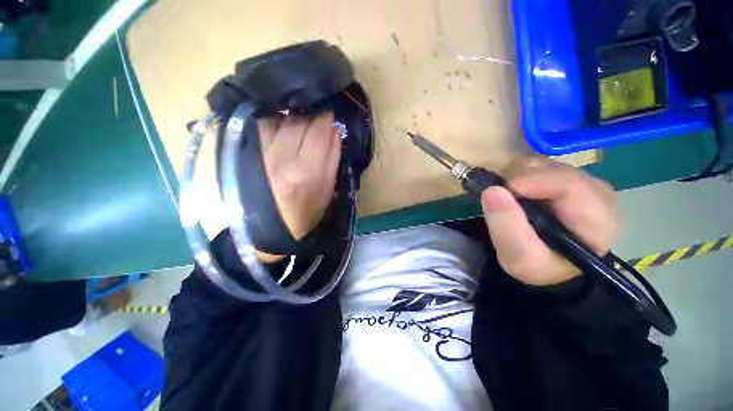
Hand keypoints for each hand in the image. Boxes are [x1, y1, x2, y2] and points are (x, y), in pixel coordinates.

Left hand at [259, 113, 341, 242]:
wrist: (273, 228)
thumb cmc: (307, 213)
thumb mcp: (327, 189)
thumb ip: (333, 157)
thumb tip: (334, 130)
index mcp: (306, 172)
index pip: (319, 131)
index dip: (327, 120)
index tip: (330, 119)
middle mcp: (281, 158)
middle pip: (299, 121)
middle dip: (312, 119)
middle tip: (317, 127)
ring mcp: (262, 155)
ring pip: (280, 119)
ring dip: (293, 120)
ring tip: (300, 129)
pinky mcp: (249, 155)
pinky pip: (262, 126)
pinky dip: (275, 122)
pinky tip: (282, 131)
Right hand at [481, 158, 619, 285]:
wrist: (550, 264)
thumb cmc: (539, 266)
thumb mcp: (518, 257)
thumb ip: (506, 227)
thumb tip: (491, 190)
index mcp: (596, 220)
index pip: (570, 185)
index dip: (533, 181)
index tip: (500, 189)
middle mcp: (596, 193)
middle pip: (554, 169)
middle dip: (519, 179)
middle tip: (500, 198)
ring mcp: (583, 182)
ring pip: (544, 163)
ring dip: (516, 177)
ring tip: (508, 199)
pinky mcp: (568, 178)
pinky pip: (539, 165)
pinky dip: (519, 175)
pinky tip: (517, 193)